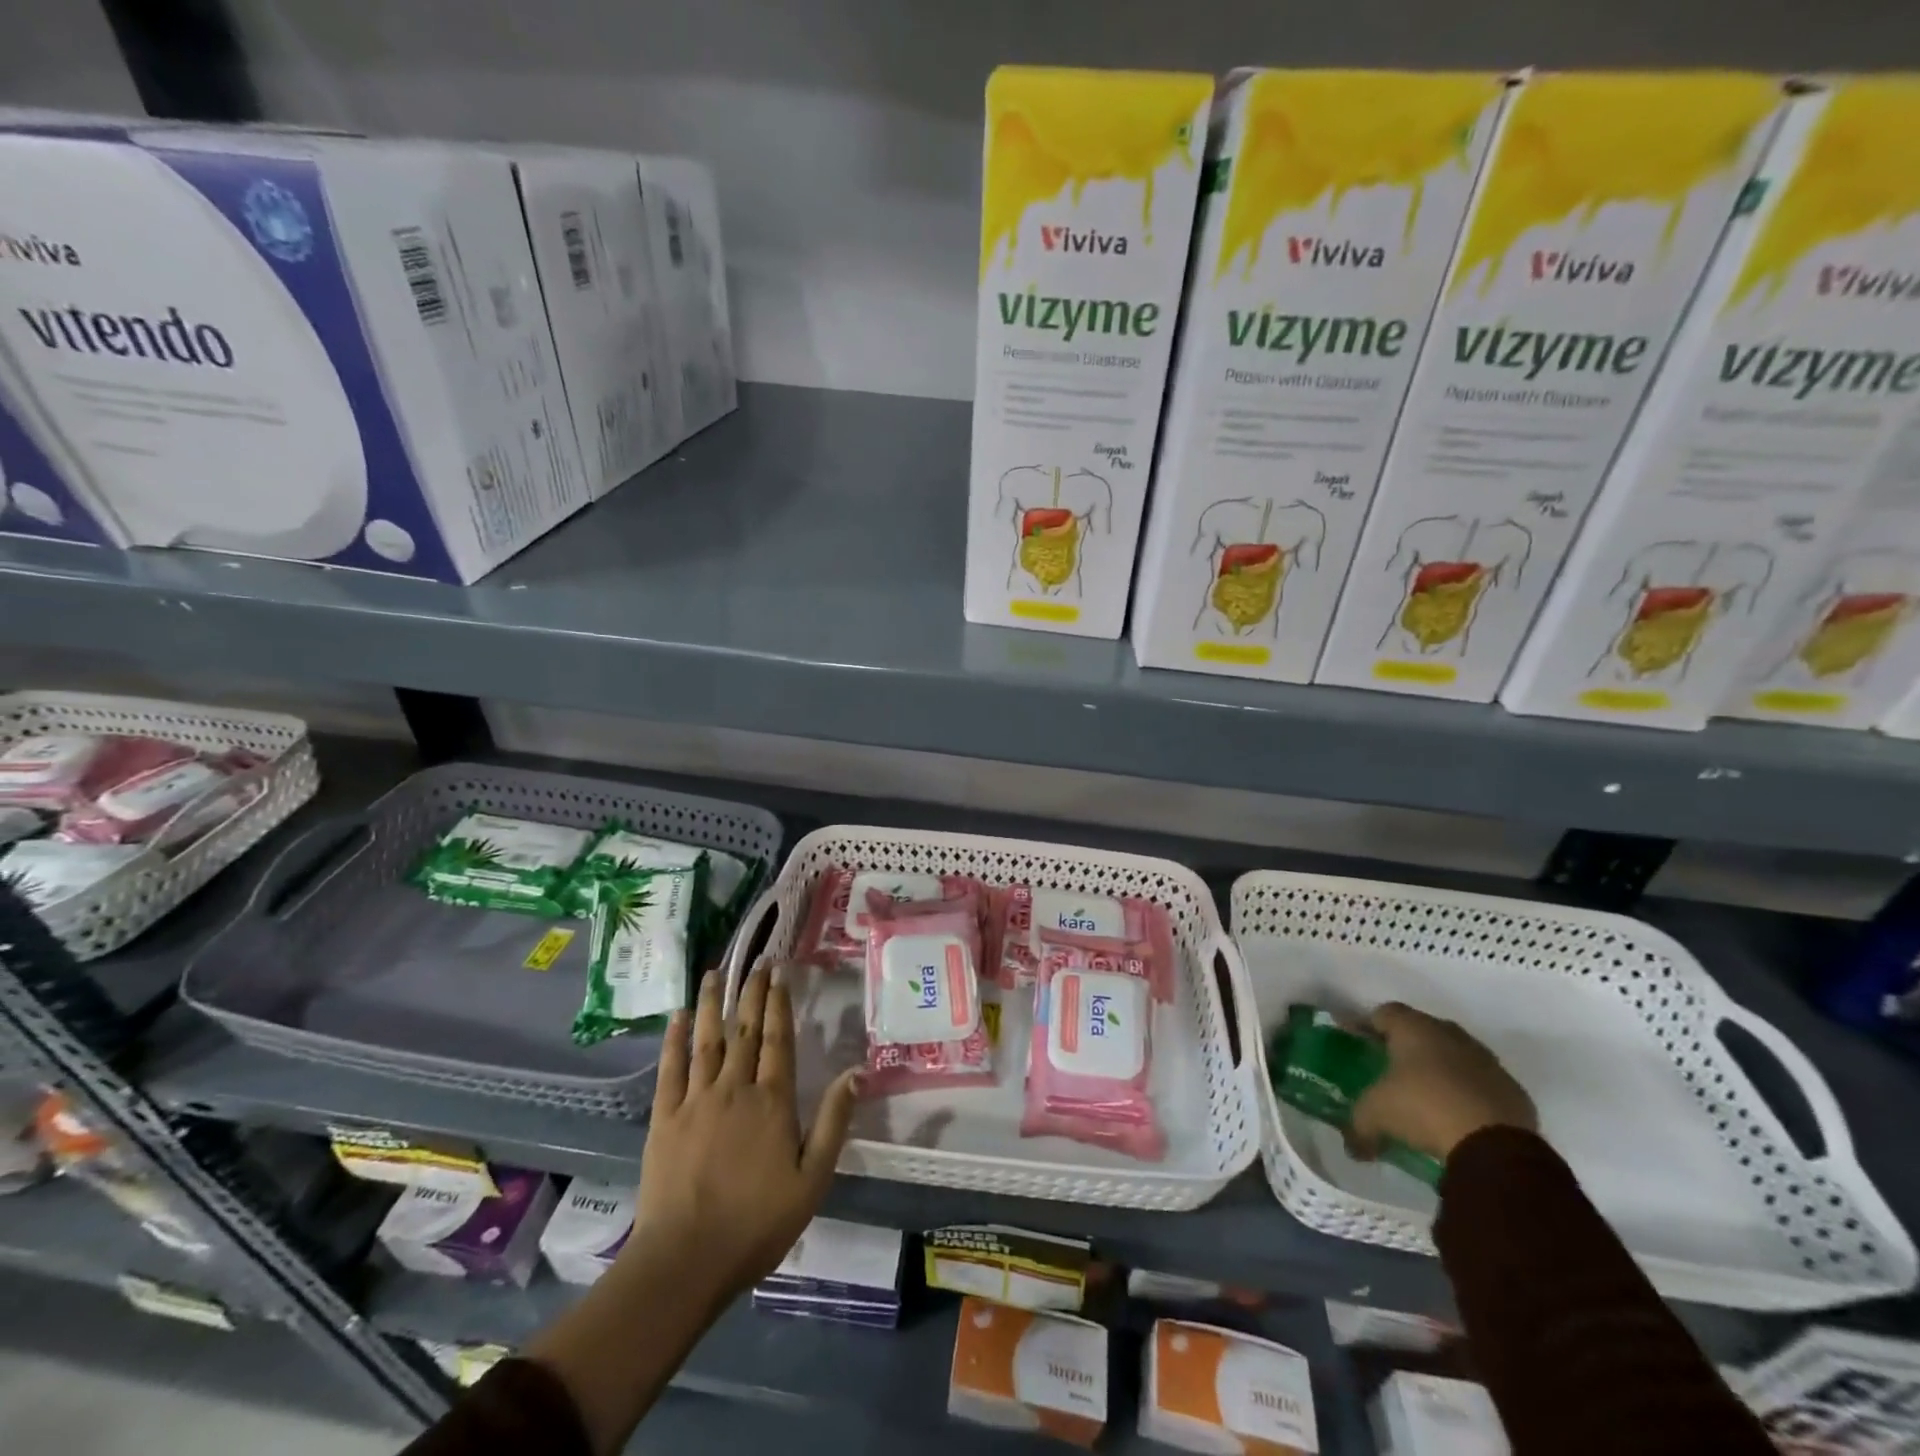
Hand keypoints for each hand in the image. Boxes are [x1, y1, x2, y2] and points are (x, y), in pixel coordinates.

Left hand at [627, 963, 858, 1305]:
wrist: (686, 1260)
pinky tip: (676, 1017)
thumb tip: (859, 1072)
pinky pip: (670, 1069)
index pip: (778, 1039)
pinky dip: (673, 1040)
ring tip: (713, 973)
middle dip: (750, 993)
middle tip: (755, 963)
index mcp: (772, 1101)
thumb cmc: (757, 1223)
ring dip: (710, 1004)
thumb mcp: (812, 1179)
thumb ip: (833, 1122)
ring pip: (705, 1040)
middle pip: (744, 1031)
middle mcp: (734, 1089)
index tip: (779, 972)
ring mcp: (696, 1100)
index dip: (779, 1003)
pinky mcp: (664, 1118)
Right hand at [1349, 1002, 1536, 1162]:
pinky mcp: (1512, 1090)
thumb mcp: (1376, 1115)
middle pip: (1421, 1030)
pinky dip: (1467, 1093)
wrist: (1496, 1146)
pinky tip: (1458, 1116)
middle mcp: (1450, 1034)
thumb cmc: (1423, 1108)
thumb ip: (1358, 1125)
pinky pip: (1481, 1083)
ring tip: (1425, 1095)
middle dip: (1405, 1046)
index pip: (1383, 1013)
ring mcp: (1486, 1061)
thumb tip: (1352, 1147)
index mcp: (1414, 1027)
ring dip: (1440, 1069)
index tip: (1355, 1042)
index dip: (1366, 1026)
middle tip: (1389, 1067)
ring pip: (1455, 1055)